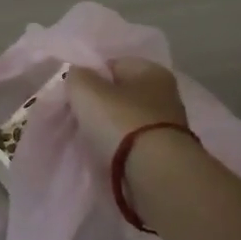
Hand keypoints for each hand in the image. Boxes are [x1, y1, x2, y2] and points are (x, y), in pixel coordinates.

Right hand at [64, 58, 188, 164]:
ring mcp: (168, 126)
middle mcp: (166, 94)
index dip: (90, 77)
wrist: (155, 174)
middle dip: (99, 105)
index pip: (113, 65)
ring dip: (108, 129)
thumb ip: (77, 76)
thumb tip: (77, 76)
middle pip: (120, 94)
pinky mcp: (165, 154)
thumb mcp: (86, 90)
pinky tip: (105, 156)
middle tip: (76, 119)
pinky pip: (132, 145)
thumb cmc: (121, 122)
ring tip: (88, 141)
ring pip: (126, 121)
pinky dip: (119, 149)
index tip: (73, 96)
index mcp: (152, 70)